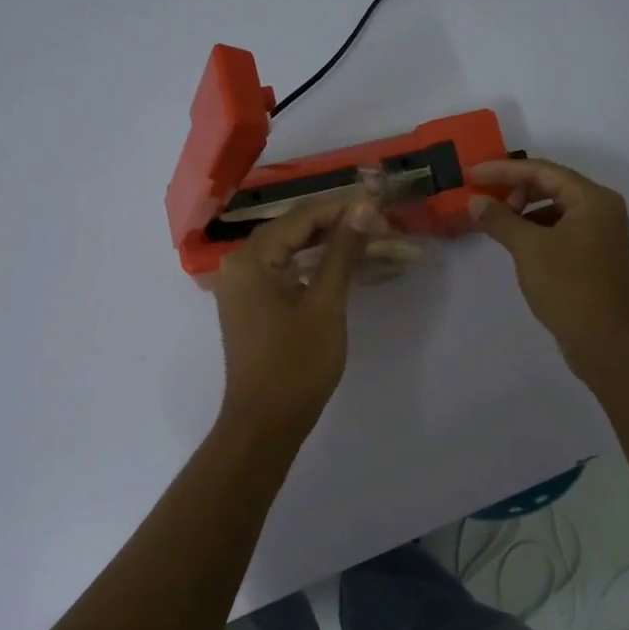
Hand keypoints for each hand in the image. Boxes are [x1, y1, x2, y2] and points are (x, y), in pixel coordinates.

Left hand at [212, 192, 382, 435]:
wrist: (265, 423)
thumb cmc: (295, 365)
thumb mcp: (325, 305)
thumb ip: (343, 252)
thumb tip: (364, 206)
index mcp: (252, 258)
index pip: (302, 217)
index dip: (344, 209)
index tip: (383, 207)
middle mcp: (241, 265)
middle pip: (297, 231)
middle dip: (343, 228)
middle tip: (387, 228)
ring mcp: (246, 287)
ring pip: (295, 253)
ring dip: (335, 250)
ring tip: (378, 245)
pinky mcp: (255, 306)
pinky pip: (289, 274)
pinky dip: (319, 270)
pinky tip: (350, 269)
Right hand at [466, 157, 628, 377]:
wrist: (607, 341)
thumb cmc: (569, 287)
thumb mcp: (529, 249)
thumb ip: (500, 219)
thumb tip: (476, 201)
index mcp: (593, 199)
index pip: (542, 170)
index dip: (503, 170)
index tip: (470, 174)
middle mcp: (601, 210)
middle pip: (551, 186)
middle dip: (514, 190)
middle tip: (484, 203)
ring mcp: (600, 234)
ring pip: (555, 210)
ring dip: (524, 212)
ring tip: (497, 226)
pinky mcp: (594, 257)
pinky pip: (560, 230)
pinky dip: (536, 231)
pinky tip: (517, 246)